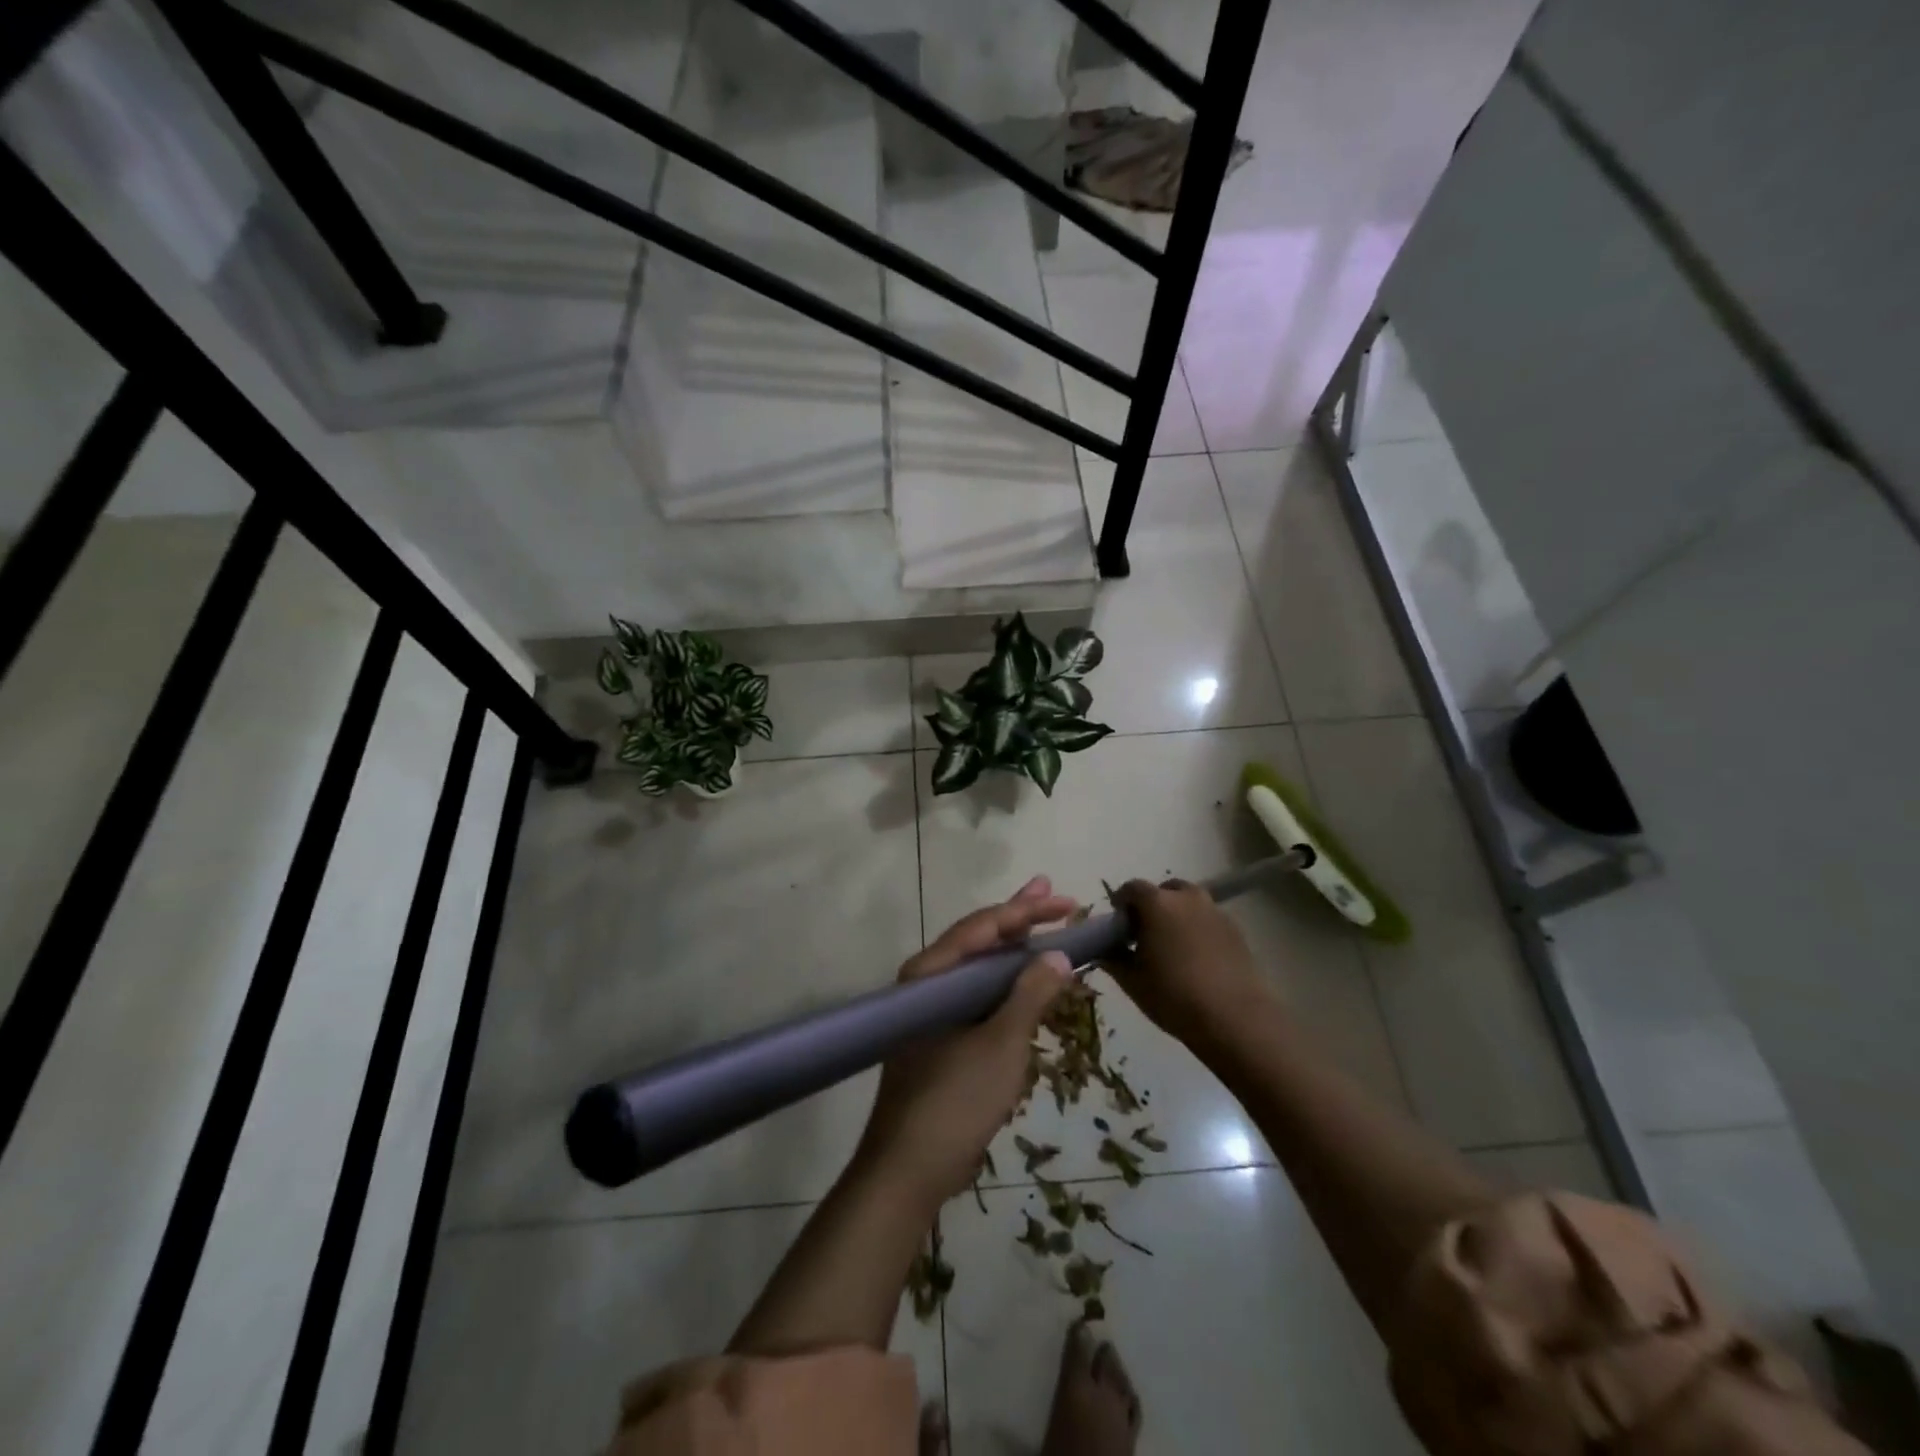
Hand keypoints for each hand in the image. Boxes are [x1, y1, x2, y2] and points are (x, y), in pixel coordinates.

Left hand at [857, 877, 1076, 1207]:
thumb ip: (1030, 995)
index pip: (982, 928)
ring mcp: (932, 1012)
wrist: (907, 1171)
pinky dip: (1006, 984)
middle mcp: (926, 984)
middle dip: (1019, 919)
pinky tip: (1028, 982)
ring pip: (979, 968)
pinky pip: (978, 996)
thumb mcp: (1002, 1045)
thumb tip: (1057, 954)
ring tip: (1046, 928)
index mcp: (931, 975)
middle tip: (1055, 895)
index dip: (1025, 911)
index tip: (1066, 903)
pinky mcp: (940, 1036)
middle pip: (979, 941)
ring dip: (1014, 950)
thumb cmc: (954, 1101)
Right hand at [1105, 879, 1273, 1049]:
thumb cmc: (1175, 996)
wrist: (1235, 1018)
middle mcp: (1187, 898)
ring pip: (1189, 902)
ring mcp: (1215, 911)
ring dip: (1177, 914)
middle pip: (1164, 890)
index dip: (1122, 903)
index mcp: (1157, 903)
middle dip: (1152, 905)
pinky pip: (1208, 918)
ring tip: (1173, 945)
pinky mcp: (1236, 929)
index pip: (1132, 888)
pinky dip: (1198, 928)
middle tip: (1147, 933)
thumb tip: (1104, 951)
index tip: (1119, 925)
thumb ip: (1113, 960)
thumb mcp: (1133, 982)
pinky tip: (1198, 958)